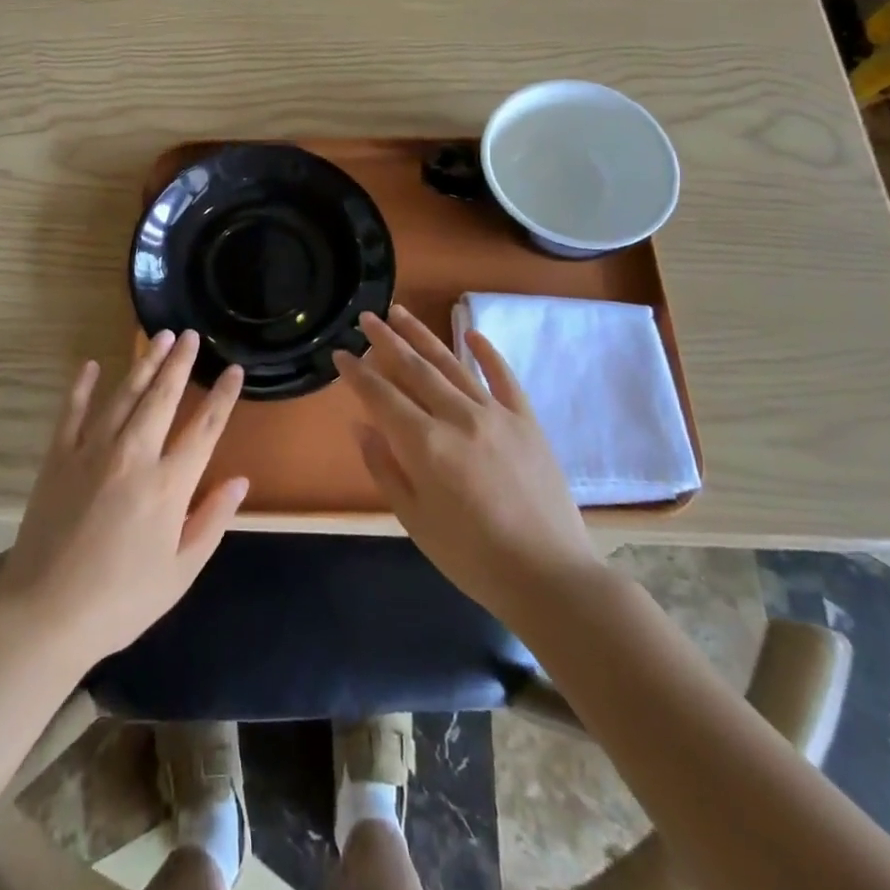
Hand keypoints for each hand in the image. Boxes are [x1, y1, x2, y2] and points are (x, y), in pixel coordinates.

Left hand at [0, 330, 249, 671]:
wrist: (45, 614)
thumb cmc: (121, 600)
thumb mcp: (180, 572)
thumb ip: (212, 521)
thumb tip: (240, 481)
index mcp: (168, 485)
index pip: (204, 428)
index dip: (223, 396)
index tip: (234, 370)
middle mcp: (133, 455)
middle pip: (162, 397)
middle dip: (180, 362)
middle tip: (191, 334)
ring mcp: (92, 451)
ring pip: (123, 394)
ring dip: (143, 363)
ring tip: (158, 337)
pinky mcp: (58, 457)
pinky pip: (73, 411)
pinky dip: (82, 386)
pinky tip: (90, 365)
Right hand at [332, 306, 602, 619]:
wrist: (549, 577)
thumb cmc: (472, 557)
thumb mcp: (414, 520)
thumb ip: (384, 468)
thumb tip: (360, 427)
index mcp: (424, 444)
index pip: (380, 395)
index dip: (356, 373)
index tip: (340, 353)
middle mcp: (457, 417)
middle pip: (414, 368)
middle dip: (385, 340)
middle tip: (367, 317)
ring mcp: (495, 414)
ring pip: (451, 363)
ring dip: (423, 335)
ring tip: (401, 312)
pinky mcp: (526, 420)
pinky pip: (503, 377)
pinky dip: (486, 352)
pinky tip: (471, 333)